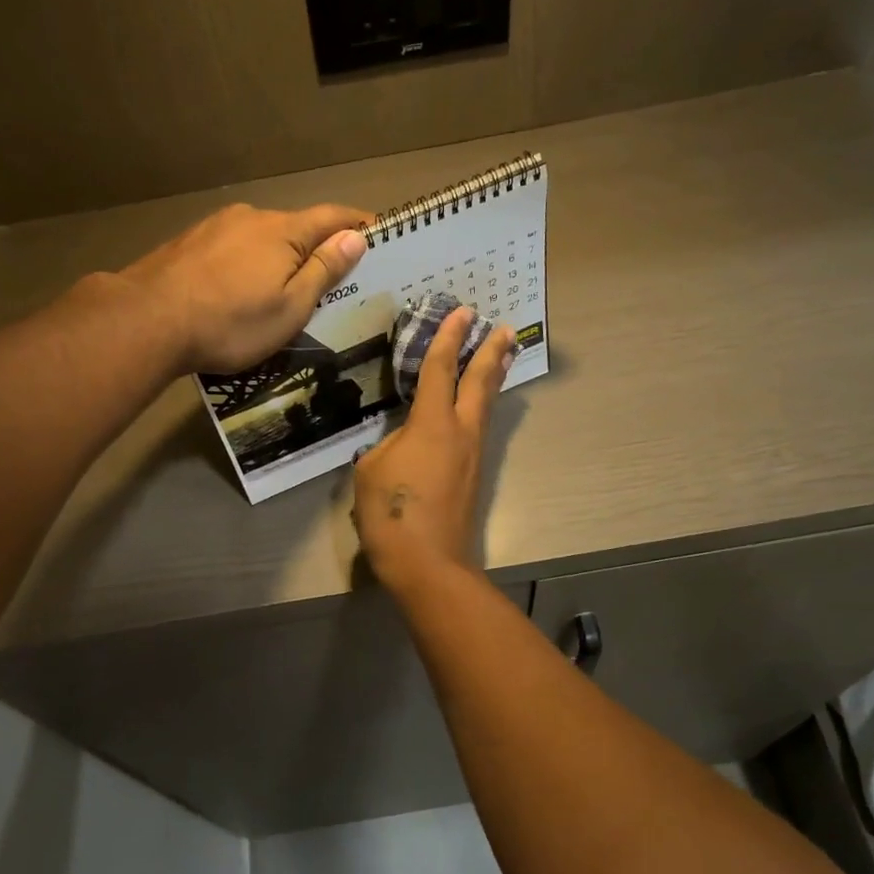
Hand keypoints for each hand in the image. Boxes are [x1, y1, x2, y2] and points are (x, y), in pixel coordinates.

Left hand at [118, 201, 369, 374]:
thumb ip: (323, 270)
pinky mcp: (189, 244)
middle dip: (316, 247)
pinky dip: (247, 264)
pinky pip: (232, 250)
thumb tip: (355, 237)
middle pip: (295, 227)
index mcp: (283, 231)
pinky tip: (240, 289)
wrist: (149, 319)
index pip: (331, 218)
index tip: (378, 232)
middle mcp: (251, 218)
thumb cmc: (232, 322)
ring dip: (278, 258)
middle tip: (331, 277)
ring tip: (282, 289)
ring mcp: (215, 227)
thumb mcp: (291, 307)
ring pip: (260, 239)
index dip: (357, 224)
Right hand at [353, 306, 516, 594]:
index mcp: (431, 423)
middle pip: (480, 382)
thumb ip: (389, 445)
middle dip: (490, 352)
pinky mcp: (474, 477)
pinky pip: (480, 430)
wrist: (428, 562)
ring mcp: (472, 455)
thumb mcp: (371, 471)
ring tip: (501, 358)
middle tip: (502, 328)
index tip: (462, 312)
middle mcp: (460, 432)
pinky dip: (482, 408)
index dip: (448, 337)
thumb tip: (405, 443)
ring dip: (493, 379)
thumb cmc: (392, 514)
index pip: (440, 369)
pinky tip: (476, 410)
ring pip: (486, 407)